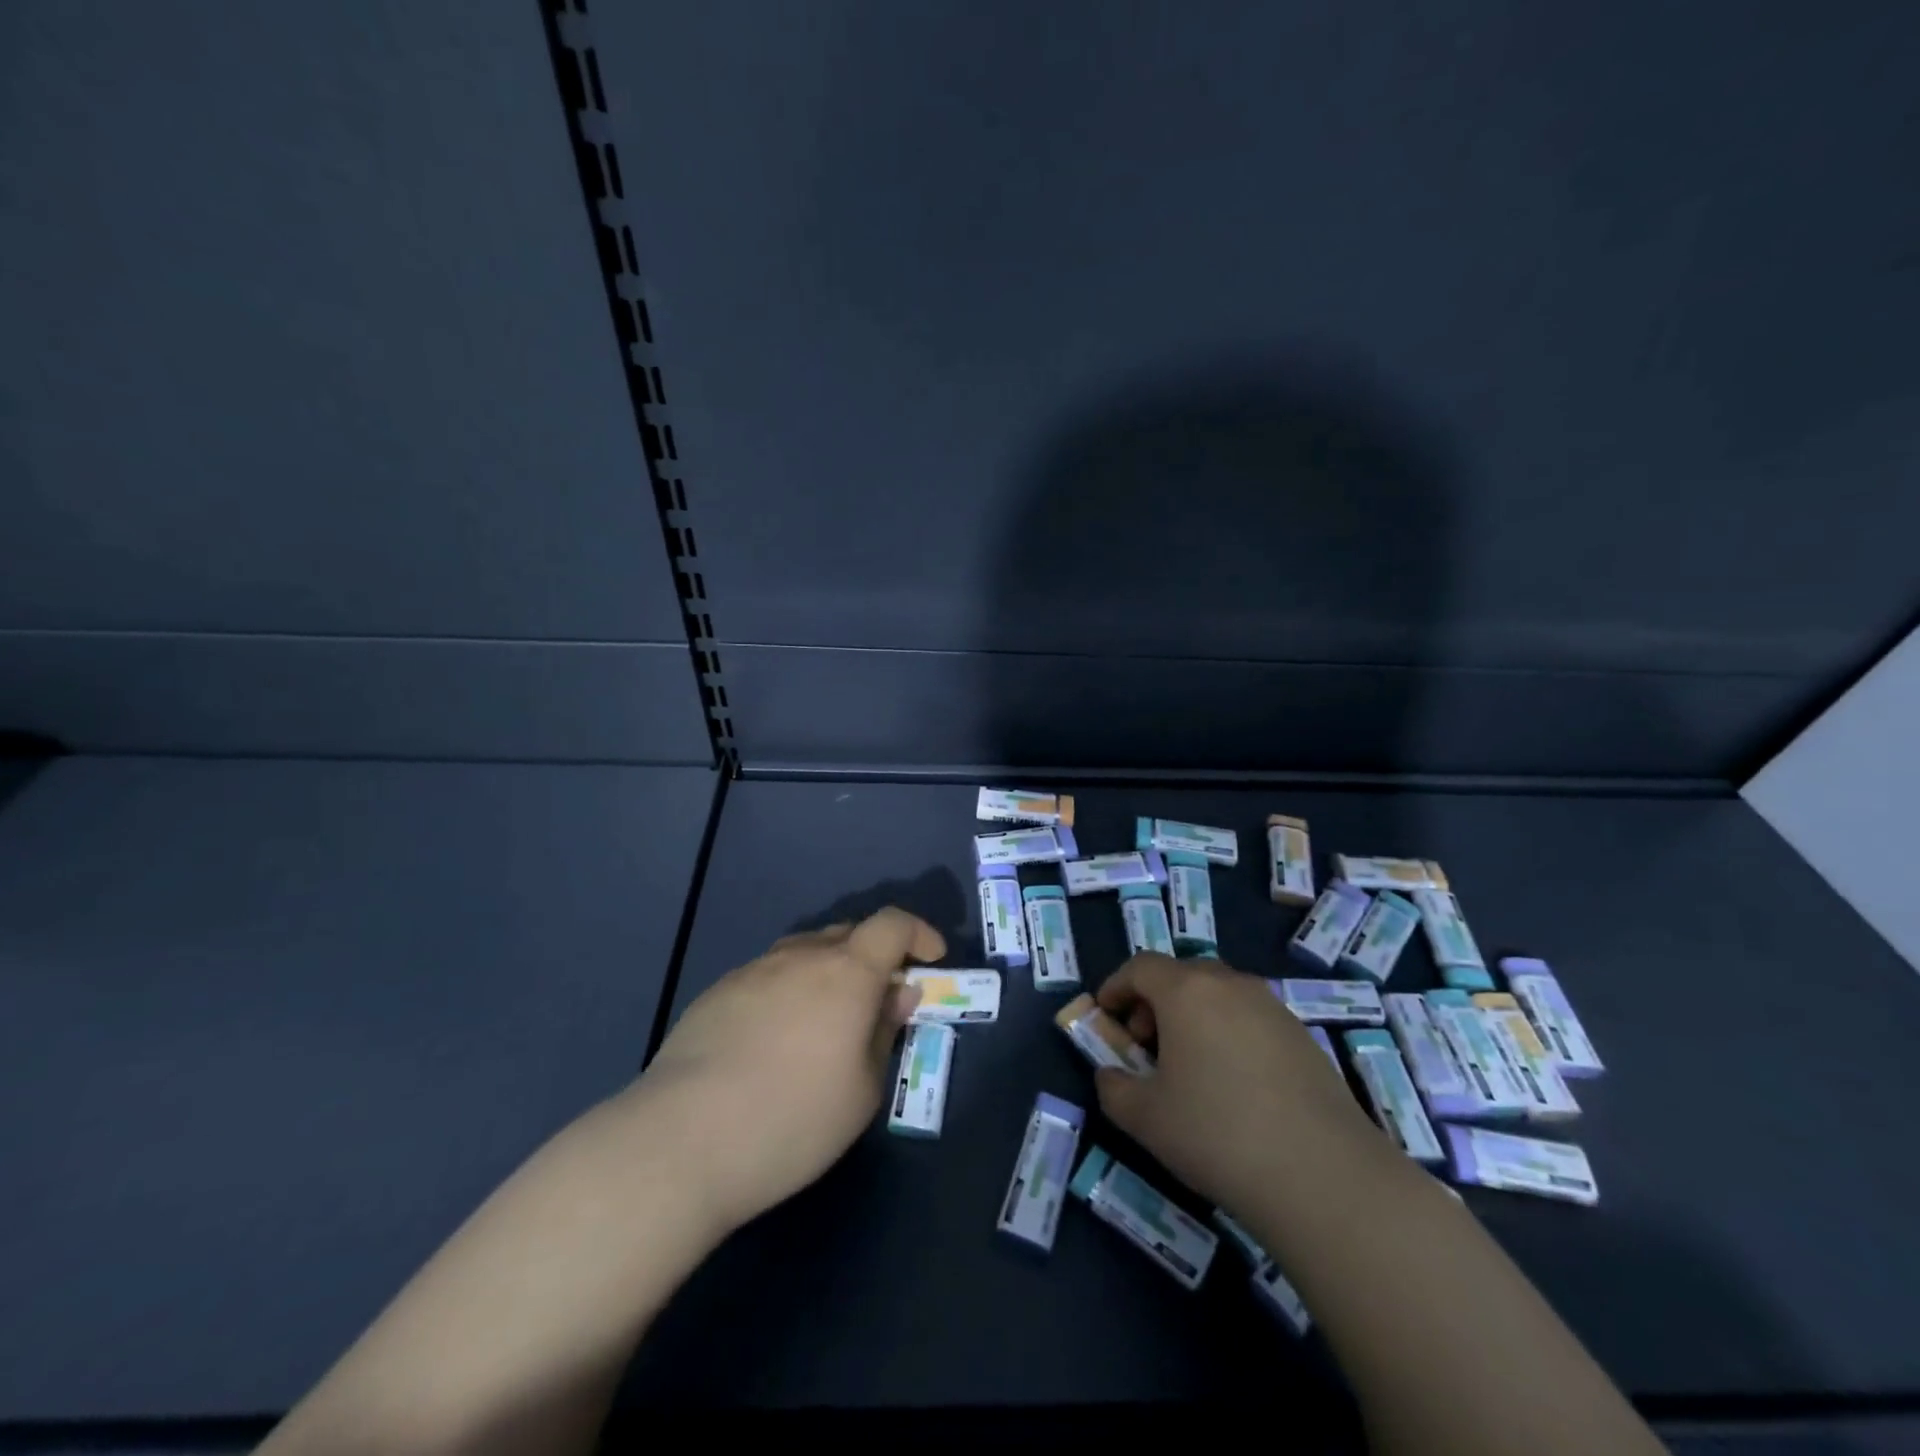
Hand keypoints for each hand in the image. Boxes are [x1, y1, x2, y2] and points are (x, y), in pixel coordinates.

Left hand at [637, 908, 943, 1236]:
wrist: (681, 1141)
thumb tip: (896, 995)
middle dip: (874, 957)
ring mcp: (754, 970)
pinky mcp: (717, 992)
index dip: (918, 933)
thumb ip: (883, 1032)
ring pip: (805, 952)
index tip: (931, 960)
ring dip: (828, 972)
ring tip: (826, 1020)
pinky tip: (775, 1039)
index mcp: (846, 972)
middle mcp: (801, 956)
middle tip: (878, 1001)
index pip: (892, 925)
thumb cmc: (792, 1120)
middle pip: (848, 934)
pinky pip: (769, 975)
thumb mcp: (862, 1090)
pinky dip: (789, 990)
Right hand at [1092, 953, 1387, 1218]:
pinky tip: (1234, 1085)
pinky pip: (1251, 1019)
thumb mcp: (1145, 1118)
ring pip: (1220, 995)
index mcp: (1187, 991)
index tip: (1106, 1016)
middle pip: (1182, 975)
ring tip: (1190, 1066)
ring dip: (1194, 1017)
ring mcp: (1273, 1008)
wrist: (1324, 1176)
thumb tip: (1111, 1076)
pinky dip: (1229, 1034)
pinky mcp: (1304, 1037)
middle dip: (1155, 1001)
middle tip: (1146, 1043)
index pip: (1140, 966)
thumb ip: (1114, 1088)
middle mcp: (1231, 985)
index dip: (1116, 986)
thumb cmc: (1217, 1134)